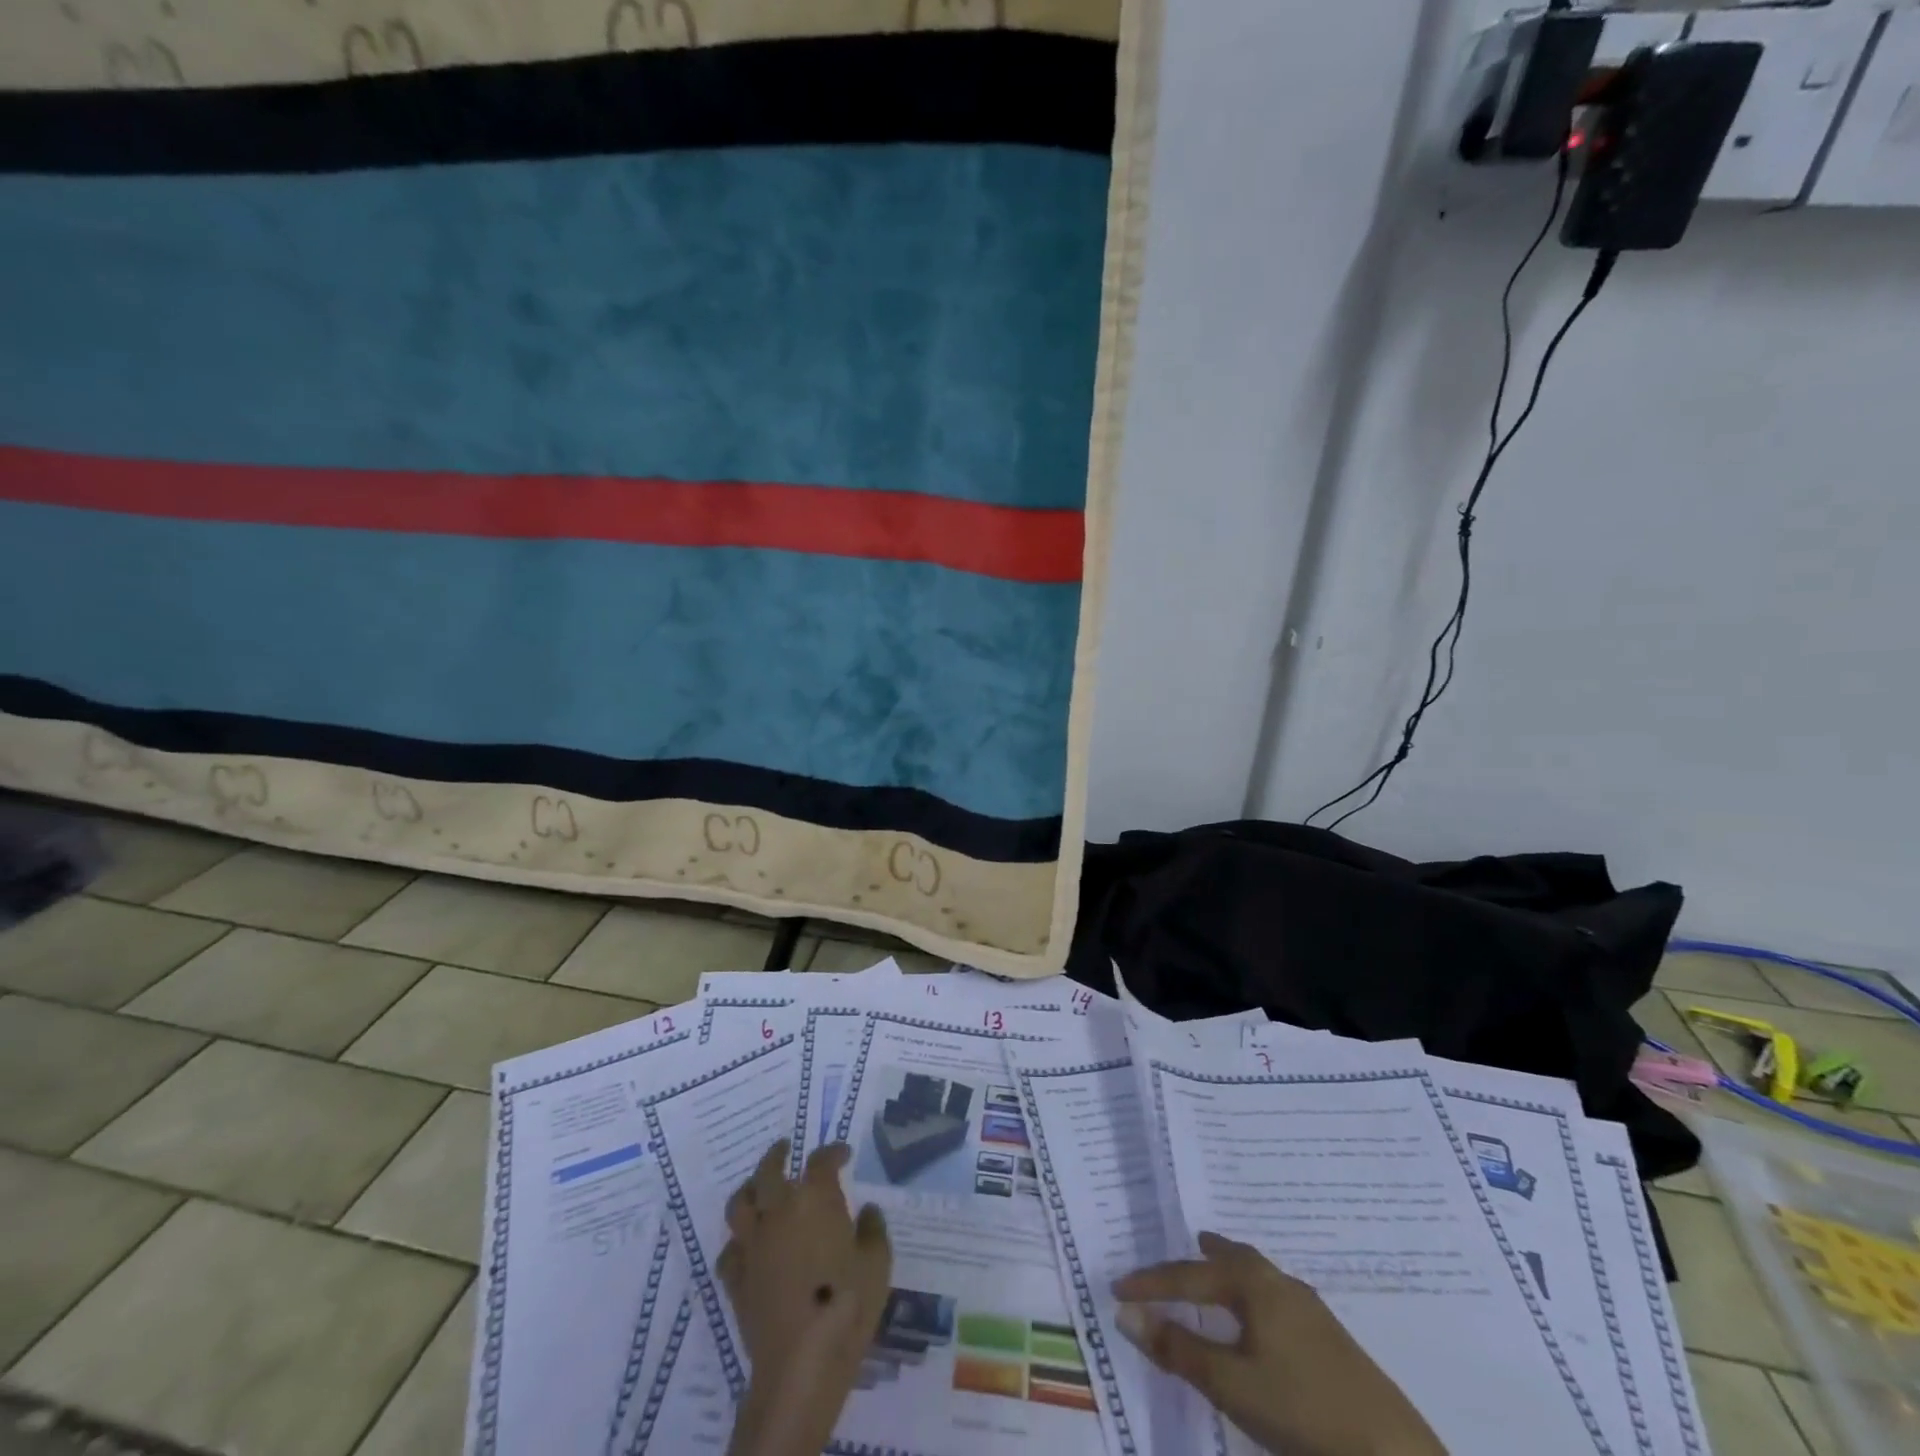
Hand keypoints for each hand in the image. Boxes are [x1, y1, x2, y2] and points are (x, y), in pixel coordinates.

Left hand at [717, 1141, 890, 1455]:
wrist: (801, 1361)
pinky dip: (738, 1242)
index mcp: (815, 1198)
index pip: (821, 1160)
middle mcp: (779, 1211)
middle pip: (769, 1171)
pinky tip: (747, 1246)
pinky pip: (729, 1251)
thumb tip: (866, 1212)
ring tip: (757, 1187)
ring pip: (739, 1204)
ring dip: (749, 1189)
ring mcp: (753, 1245)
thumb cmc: (846, 1303)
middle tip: (785, 1148)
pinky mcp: (736, 1280)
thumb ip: (872, 1230)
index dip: (833, 1152)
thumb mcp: (877, 1263)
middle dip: (777, 1155)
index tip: (843, 1154)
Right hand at [1113, 1231, 1445, 1455]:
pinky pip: (1278, 1298)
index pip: (1189, 1275)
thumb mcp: (1230, 1385)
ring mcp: (1312, 1312)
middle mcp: (1281, 1285)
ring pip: (1261, 1276)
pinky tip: (1263, 1321)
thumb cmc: (1303, 1412)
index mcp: (1254, 1285)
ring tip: (1221, 1272)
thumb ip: (1177, 1349)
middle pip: (1235, 1258)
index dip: (1152, 1283)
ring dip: (1234, 1272)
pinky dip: (1256, 1295)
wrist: (1395, 1455)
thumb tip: (1127, 1313)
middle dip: (1206, 1256)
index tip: (1119, 1288)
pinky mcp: (1333, 1342)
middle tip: (1189, 1245)